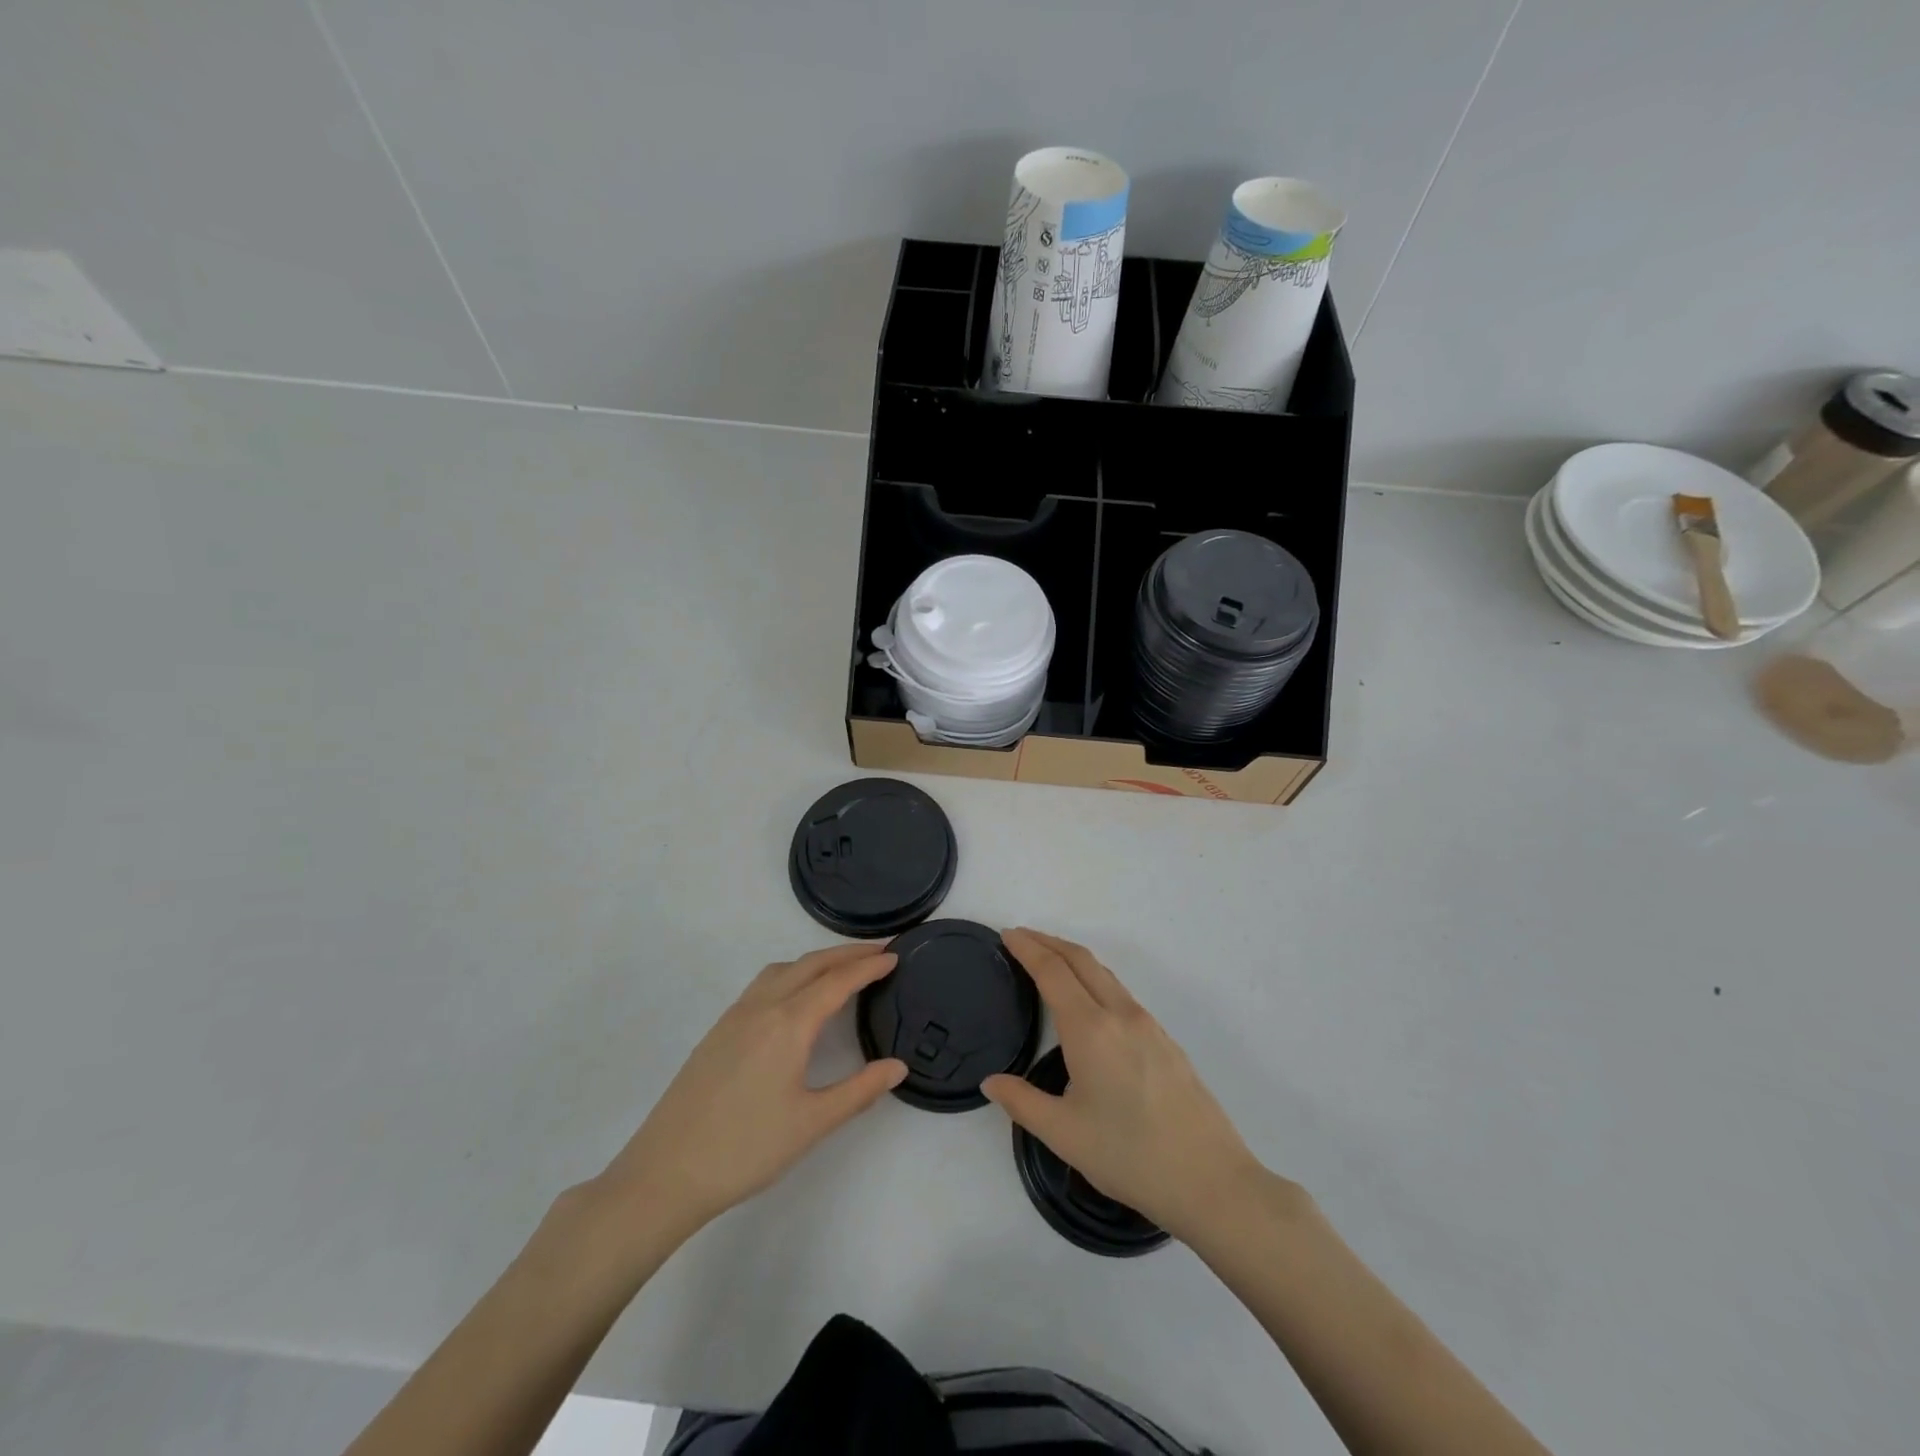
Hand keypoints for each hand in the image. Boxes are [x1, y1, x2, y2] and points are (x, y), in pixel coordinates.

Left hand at [587, 944, 905, 1249]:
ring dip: (816, 961)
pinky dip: (791, 975)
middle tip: (878, 953)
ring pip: (782, 970)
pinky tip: (795, 1000)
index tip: (895, 956)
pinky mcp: (718, 1031)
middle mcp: (762, 1007)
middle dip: (846, 954)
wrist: (665, 1172)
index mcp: (789, 1024)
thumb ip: (859, 1091)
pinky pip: (763, 984)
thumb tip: (898, 1067)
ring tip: (841, 971)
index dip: (868, 966)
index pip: (837, 981)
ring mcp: (735, 1017)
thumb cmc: (745, 1148)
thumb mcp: (812, 1123)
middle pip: (811, 964)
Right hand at [982, 929, 1266, 1243]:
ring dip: (1073, 959)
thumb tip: (991, 1081)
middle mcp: (1120, 1014)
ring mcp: (1148, 1025)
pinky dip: (1095, 979)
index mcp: (1091, 1029)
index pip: (1053, 972)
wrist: (1211, 1180)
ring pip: (1105, 974)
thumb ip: (1022, 1102)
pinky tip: (1089, 1002)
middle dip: (1049, 942)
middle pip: (1081, 960)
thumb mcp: (1064, 1134)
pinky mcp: (1165, 1041)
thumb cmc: (1130, 1156)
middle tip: (1021, 937)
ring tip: (1050, 962)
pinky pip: (1121, 993)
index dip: (1028, 948)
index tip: (1008, 934)